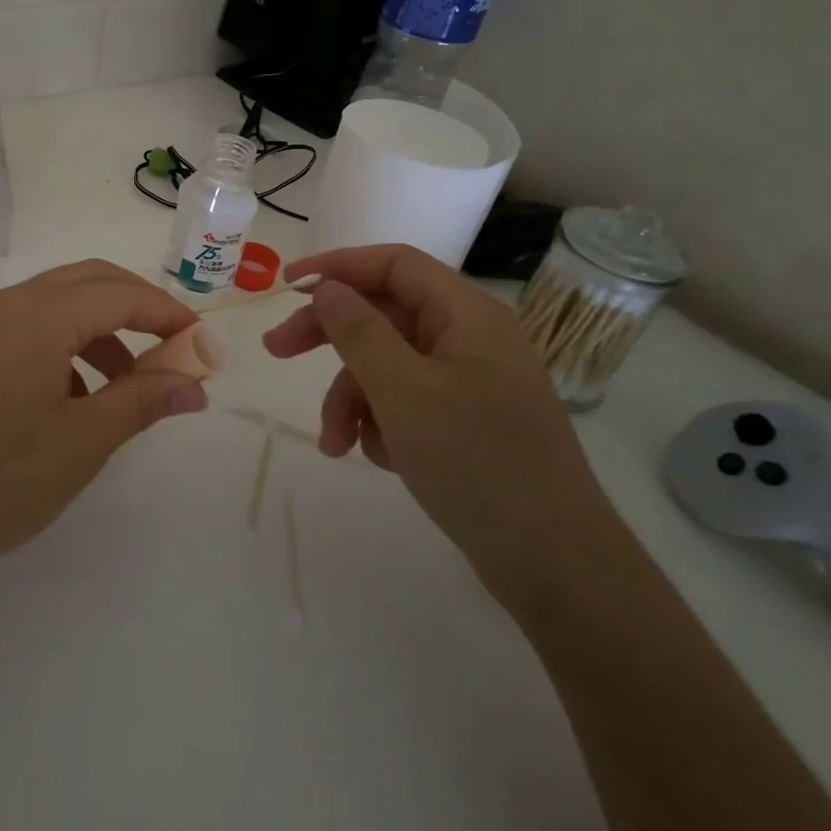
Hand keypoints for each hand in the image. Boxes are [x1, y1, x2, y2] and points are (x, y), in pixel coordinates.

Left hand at [0, 260, 209, 577]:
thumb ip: (143, 402)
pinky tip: (76, 399)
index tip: (203, 346)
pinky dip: (67, 347)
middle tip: (174, 351)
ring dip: (102, 331)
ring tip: (128, 388)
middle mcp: (8, 303)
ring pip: (59, 305)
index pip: (121, 293)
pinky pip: (30, 328)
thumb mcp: (81, 442)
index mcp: (39, 314)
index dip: (169, 314)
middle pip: (90, 282)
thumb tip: (195, 383)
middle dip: (138, 309)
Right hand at [263, 245, 617, 604]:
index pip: (394, 265)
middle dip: (329, 337)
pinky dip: (381, 424)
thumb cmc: (477, 462)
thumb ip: (358, 331)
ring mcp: (469, 384)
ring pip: (387, 366)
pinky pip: (404, 403)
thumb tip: (328, 287)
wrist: (554, 565)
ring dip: (351, 399)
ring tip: (334, 444)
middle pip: (383, 316)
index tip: (286, 284)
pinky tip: (379, 459)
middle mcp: (469, 340)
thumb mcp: (403, 391)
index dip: (337, 266)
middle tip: (277, 351)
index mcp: (467, 316)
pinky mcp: (464, 424)